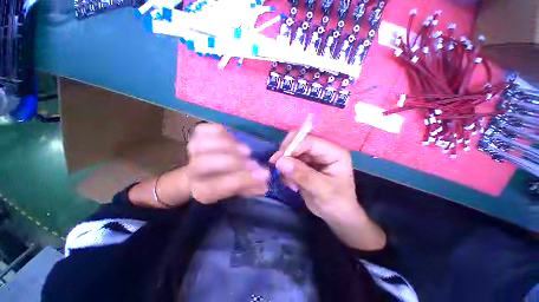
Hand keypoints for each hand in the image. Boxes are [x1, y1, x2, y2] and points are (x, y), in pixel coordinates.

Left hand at [187, 123, 269, 203]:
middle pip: (205, 164)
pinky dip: (221, 131)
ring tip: (245, 150)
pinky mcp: (195, 137)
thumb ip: (253, 186)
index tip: (264, 174)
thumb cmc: (227, 181)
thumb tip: (265, 179)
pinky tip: (234, 137)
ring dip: (227, 145)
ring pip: (202, 144)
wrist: (207, 172)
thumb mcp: (240, 189)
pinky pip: (204, 130)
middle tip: (253, 160)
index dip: (244, 179)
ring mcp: (192, 152)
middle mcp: (193, 172)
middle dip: (234, 161)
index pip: (220, 186)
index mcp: (204, 191)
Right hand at [270, 132, 385, 250]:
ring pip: (291, 151)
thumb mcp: (322, 190)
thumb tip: (280, 161)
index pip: (309, 141)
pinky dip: (285, 170)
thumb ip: (303, 175)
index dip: (292, 147)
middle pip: (298, 142)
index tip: (278, 160)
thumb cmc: (337, 203)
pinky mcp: (305, 164)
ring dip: (285, 164)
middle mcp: (322, 150)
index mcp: (333, 152)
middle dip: (286, 153)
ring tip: (288, 182)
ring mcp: (313, 156)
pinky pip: (289, 161)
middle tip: (277, 167)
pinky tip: (290, 183)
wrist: (337, 215)